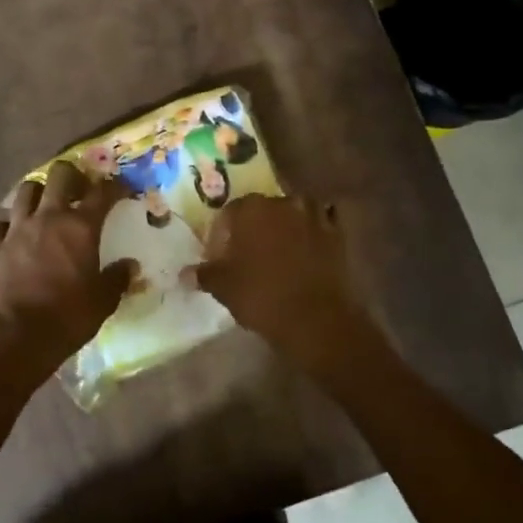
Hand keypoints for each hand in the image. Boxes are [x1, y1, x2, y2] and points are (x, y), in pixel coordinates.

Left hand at [0, 161, 132, 373]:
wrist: (19, 337)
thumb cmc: (68, 317)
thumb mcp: (103, 300)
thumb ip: (117, 278)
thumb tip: (130, 266)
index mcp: (80, 227)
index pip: (102, 192)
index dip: (116, 186)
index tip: (123, 189)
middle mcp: (47, 218)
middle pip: (59, 174)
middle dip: (73, 176)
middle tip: (80, 190)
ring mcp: (16, 229)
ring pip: (26, 190)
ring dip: (39, 193)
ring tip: (45, 206)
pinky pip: (0, 223)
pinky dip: (9, 224)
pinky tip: (15, 234)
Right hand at [187, 194, 375, 378]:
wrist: (315, 319)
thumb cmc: (261, 296)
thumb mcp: (223, 287)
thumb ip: (203, 274)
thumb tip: (184, 274)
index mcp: (251, 208)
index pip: (228, 214)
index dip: (221, 236)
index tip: (218, 258)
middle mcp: (283, 203)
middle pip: (261, 210)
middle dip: (252, 228)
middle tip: (246, 255)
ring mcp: (314, 216)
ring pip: (293, 213)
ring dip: (284, 227)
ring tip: (277, 252)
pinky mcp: (337, 235)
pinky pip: (320, 225)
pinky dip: (312, 233)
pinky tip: (306, 250)